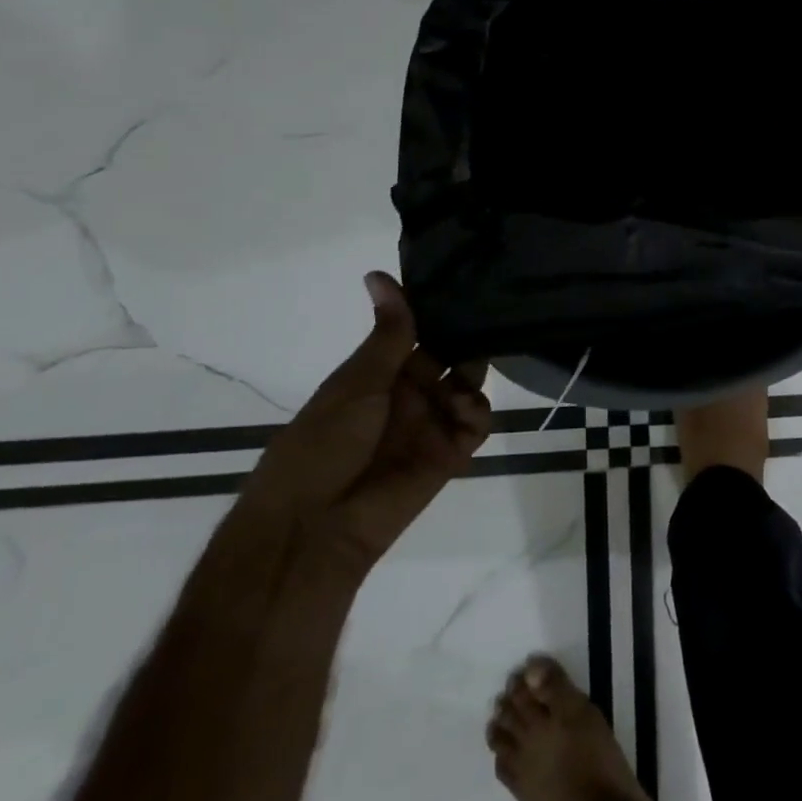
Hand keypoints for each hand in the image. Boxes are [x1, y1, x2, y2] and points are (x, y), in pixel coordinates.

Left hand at [233, 271, 491, 578]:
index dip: (436, 312)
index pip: (416, 332)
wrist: (313, 527)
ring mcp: (429, 424)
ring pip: (467, 386)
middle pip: (448, 356)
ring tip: (466, 375)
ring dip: (472, 374)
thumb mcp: (356, 381)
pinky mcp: (448, 455)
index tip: (464, 283)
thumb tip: (380, 273)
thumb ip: (387, 333)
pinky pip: (475, 424)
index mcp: (377, 374)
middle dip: (465, 338)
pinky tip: (464, 408)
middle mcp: (406, 395)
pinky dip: (477, 411)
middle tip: (488, 318)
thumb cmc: (322, 444)